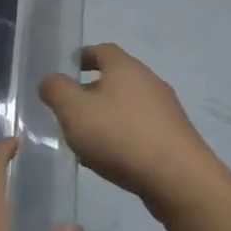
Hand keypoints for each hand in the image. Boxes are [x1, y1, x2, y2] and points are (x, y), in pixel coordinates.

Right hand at [40, 44, 212, 212]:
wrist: (179, 180)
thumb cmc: (120, 135)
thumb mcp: (73, 109)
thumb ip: (55, 90)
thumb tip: (51, 81)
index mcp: (125, 67)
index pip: (101, 50)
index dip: (82, 57)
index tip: (66, 71)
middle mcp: (150, 82)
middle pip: (116, 79)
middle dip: (92, 92)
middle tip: (71, 111)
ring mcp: (167, 111)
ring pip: (128, 106)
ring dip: (108, 117)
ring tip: (88, 141)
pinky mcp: (176, 138)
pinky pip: (142, 130)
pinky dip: (124, 137)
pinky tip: (113, 159)